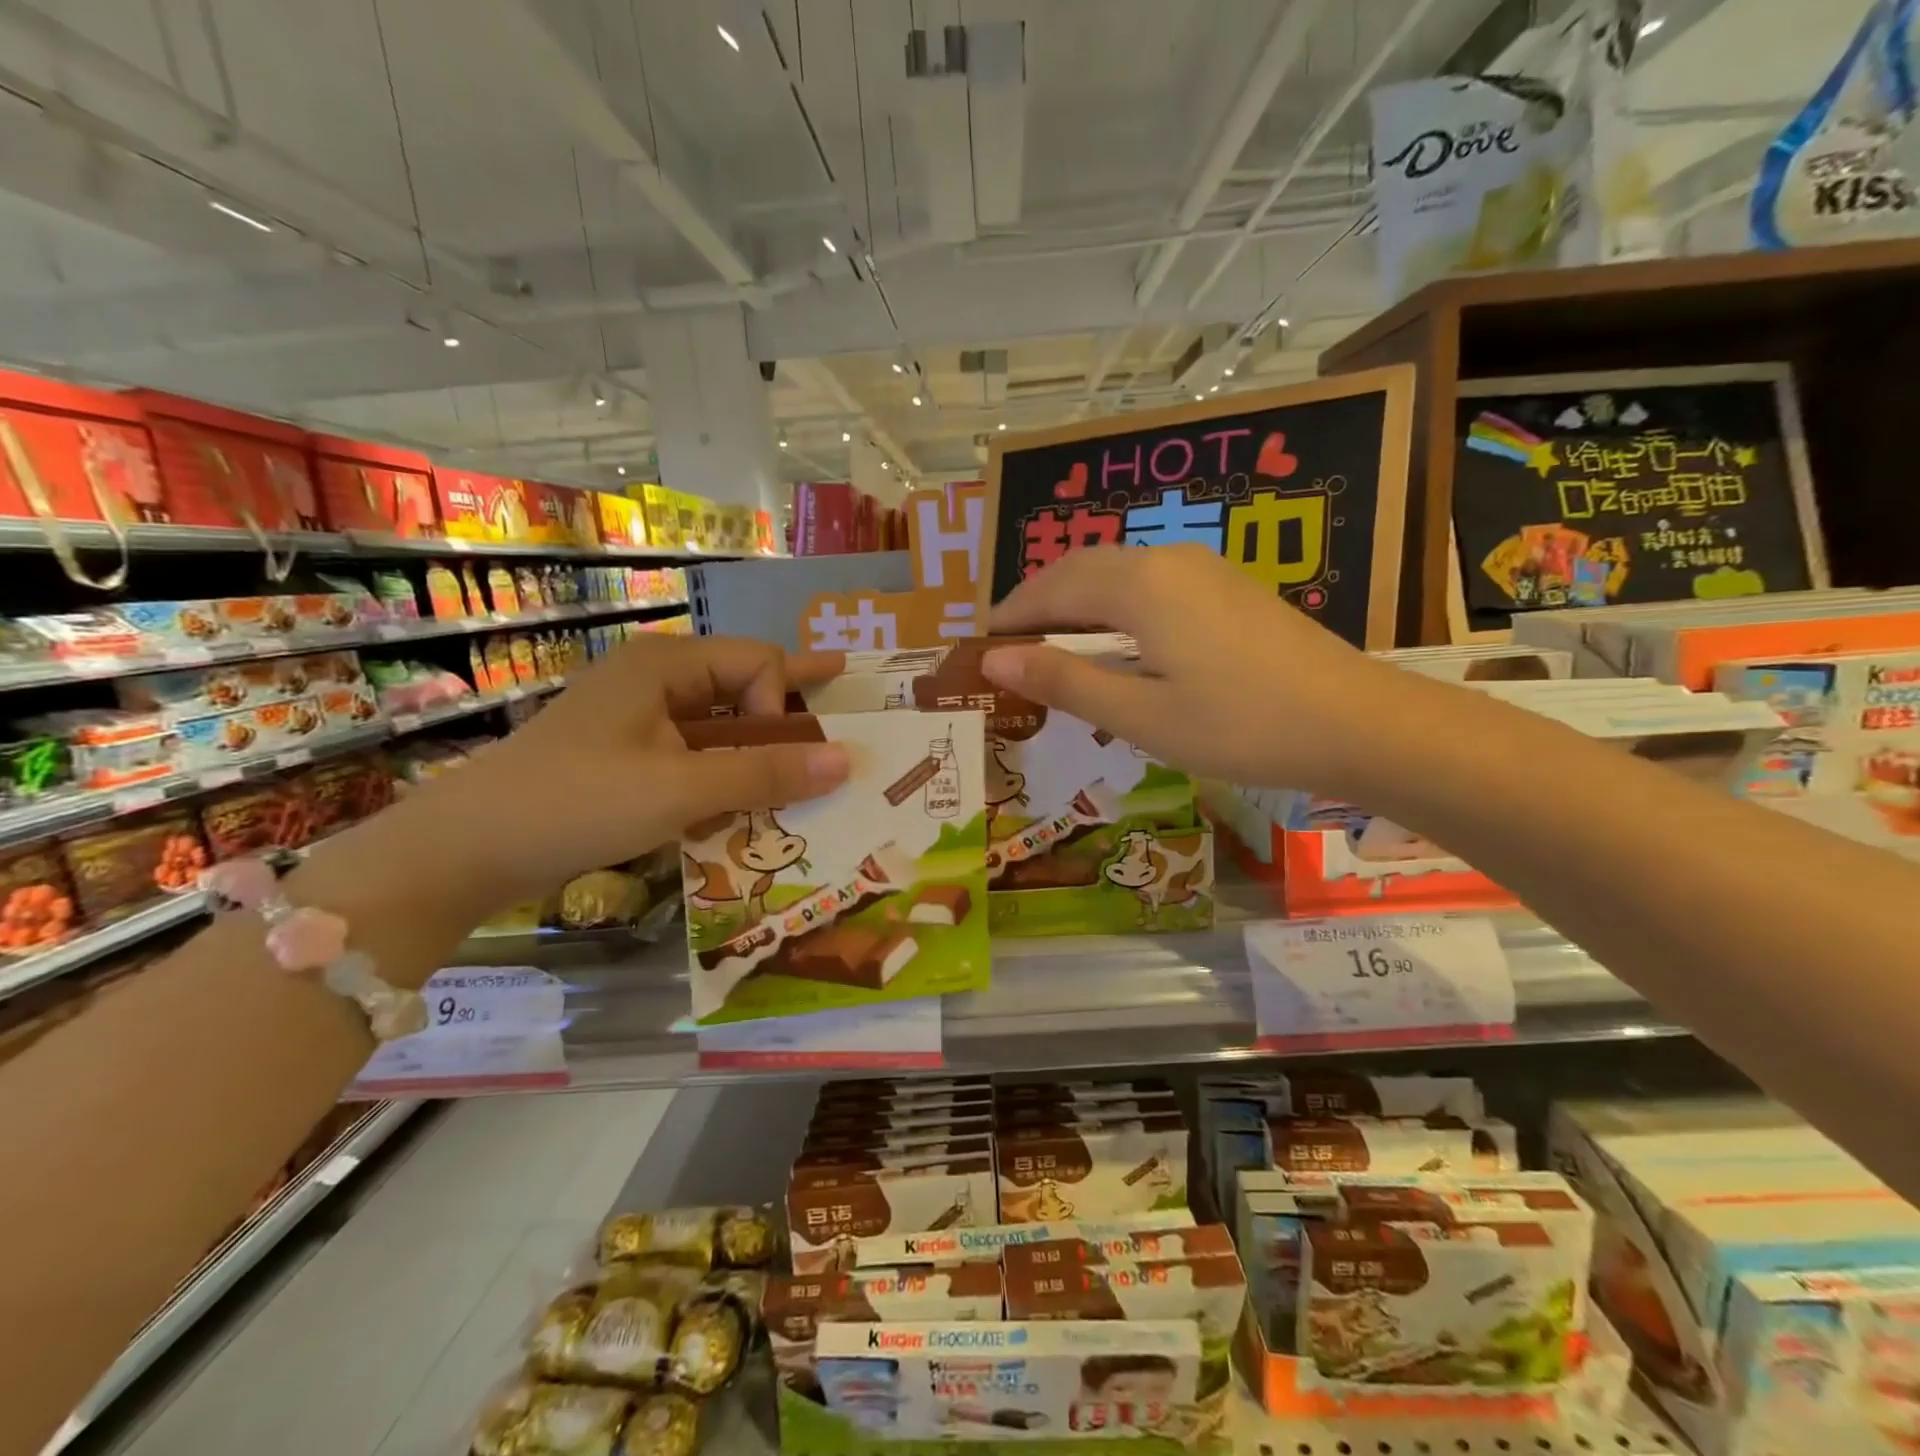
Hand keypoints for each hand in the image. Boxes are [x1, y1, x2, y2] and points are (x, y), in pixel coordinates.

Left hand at [390, 635, 848, 906]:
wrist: (465, 852)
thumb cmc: (577, 803)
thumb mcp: (681, 789)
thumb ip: (766, 773)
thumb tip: (848, 761)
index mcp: (666, 664)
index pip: (757, 663)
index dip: (782, 704)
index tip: (782, 755)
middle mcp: (654, 680)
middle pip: (742, 683)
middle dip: (790, 700)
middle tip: (842, 690)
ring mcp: (636, 720)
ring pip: (720, 723)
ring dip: (760, 746)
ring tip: (806, 761)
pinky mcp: (625, 757)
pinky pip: (694, 754)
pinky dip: (726, 771)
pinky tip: (748, 795)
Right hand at [980, 545, 1410, 796]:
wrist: (1357, 722)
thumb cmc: (1240, 725)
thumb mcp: (1140, 715)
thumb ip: (1064, 680)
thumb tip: (994, 658)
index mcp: (1138, 585)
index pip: (1051, 588)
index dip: (1011, 615)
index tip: (981, 645)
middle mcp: (1166, 560)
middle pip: (1081, 569)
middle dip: (1039, 602)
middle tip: (1011, 645)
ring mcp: (1204, 569)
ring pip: (1117, 572)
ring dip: (1076, 602)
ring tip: (1054, 644)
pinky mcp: (1228, 588)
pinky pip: (1150, 583)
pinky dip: (1113, 605)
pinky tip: (1117, 640)